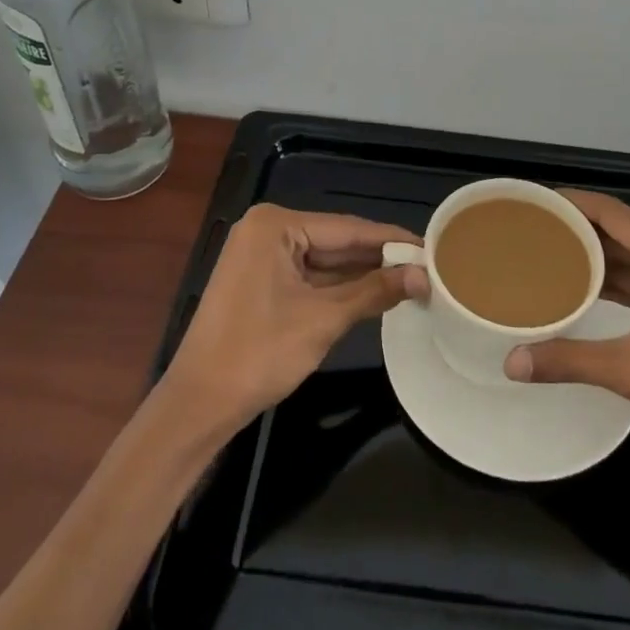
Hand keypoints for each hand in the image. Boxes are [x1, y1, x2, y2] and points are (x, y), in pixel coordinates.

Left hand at [162, 204, 418, 433]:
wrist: (198, 404)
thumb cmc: (258, 354)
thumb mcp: (323, 319)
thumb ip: (374, 291)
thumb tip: (423, 276)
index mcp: (275, 225)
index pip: (347, 228)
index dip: (391, 239)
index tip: (432, 246)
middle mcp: (267, 230)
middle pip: (336, 241)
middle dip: (379, 258)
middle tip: (427, 267)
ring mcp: (261, 255)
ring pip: (325, 260)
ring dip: (362, 274)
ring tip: (411, 279)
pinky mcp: (261, 280)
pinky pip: (309, 276)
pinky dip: (339, 287)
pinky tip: (375, 292)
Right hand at [505, 190, 629, 465]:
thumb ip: (570, 360)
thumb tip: (511, 362)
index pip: (611, 212)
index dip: (573, 203)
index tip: (536, 202)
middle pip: (621, 231)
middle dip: (579, 230)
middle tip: (535, 233)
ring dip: (597, 259)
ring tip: (552, 260)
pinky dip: (616, 283)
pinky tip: (590, 296)